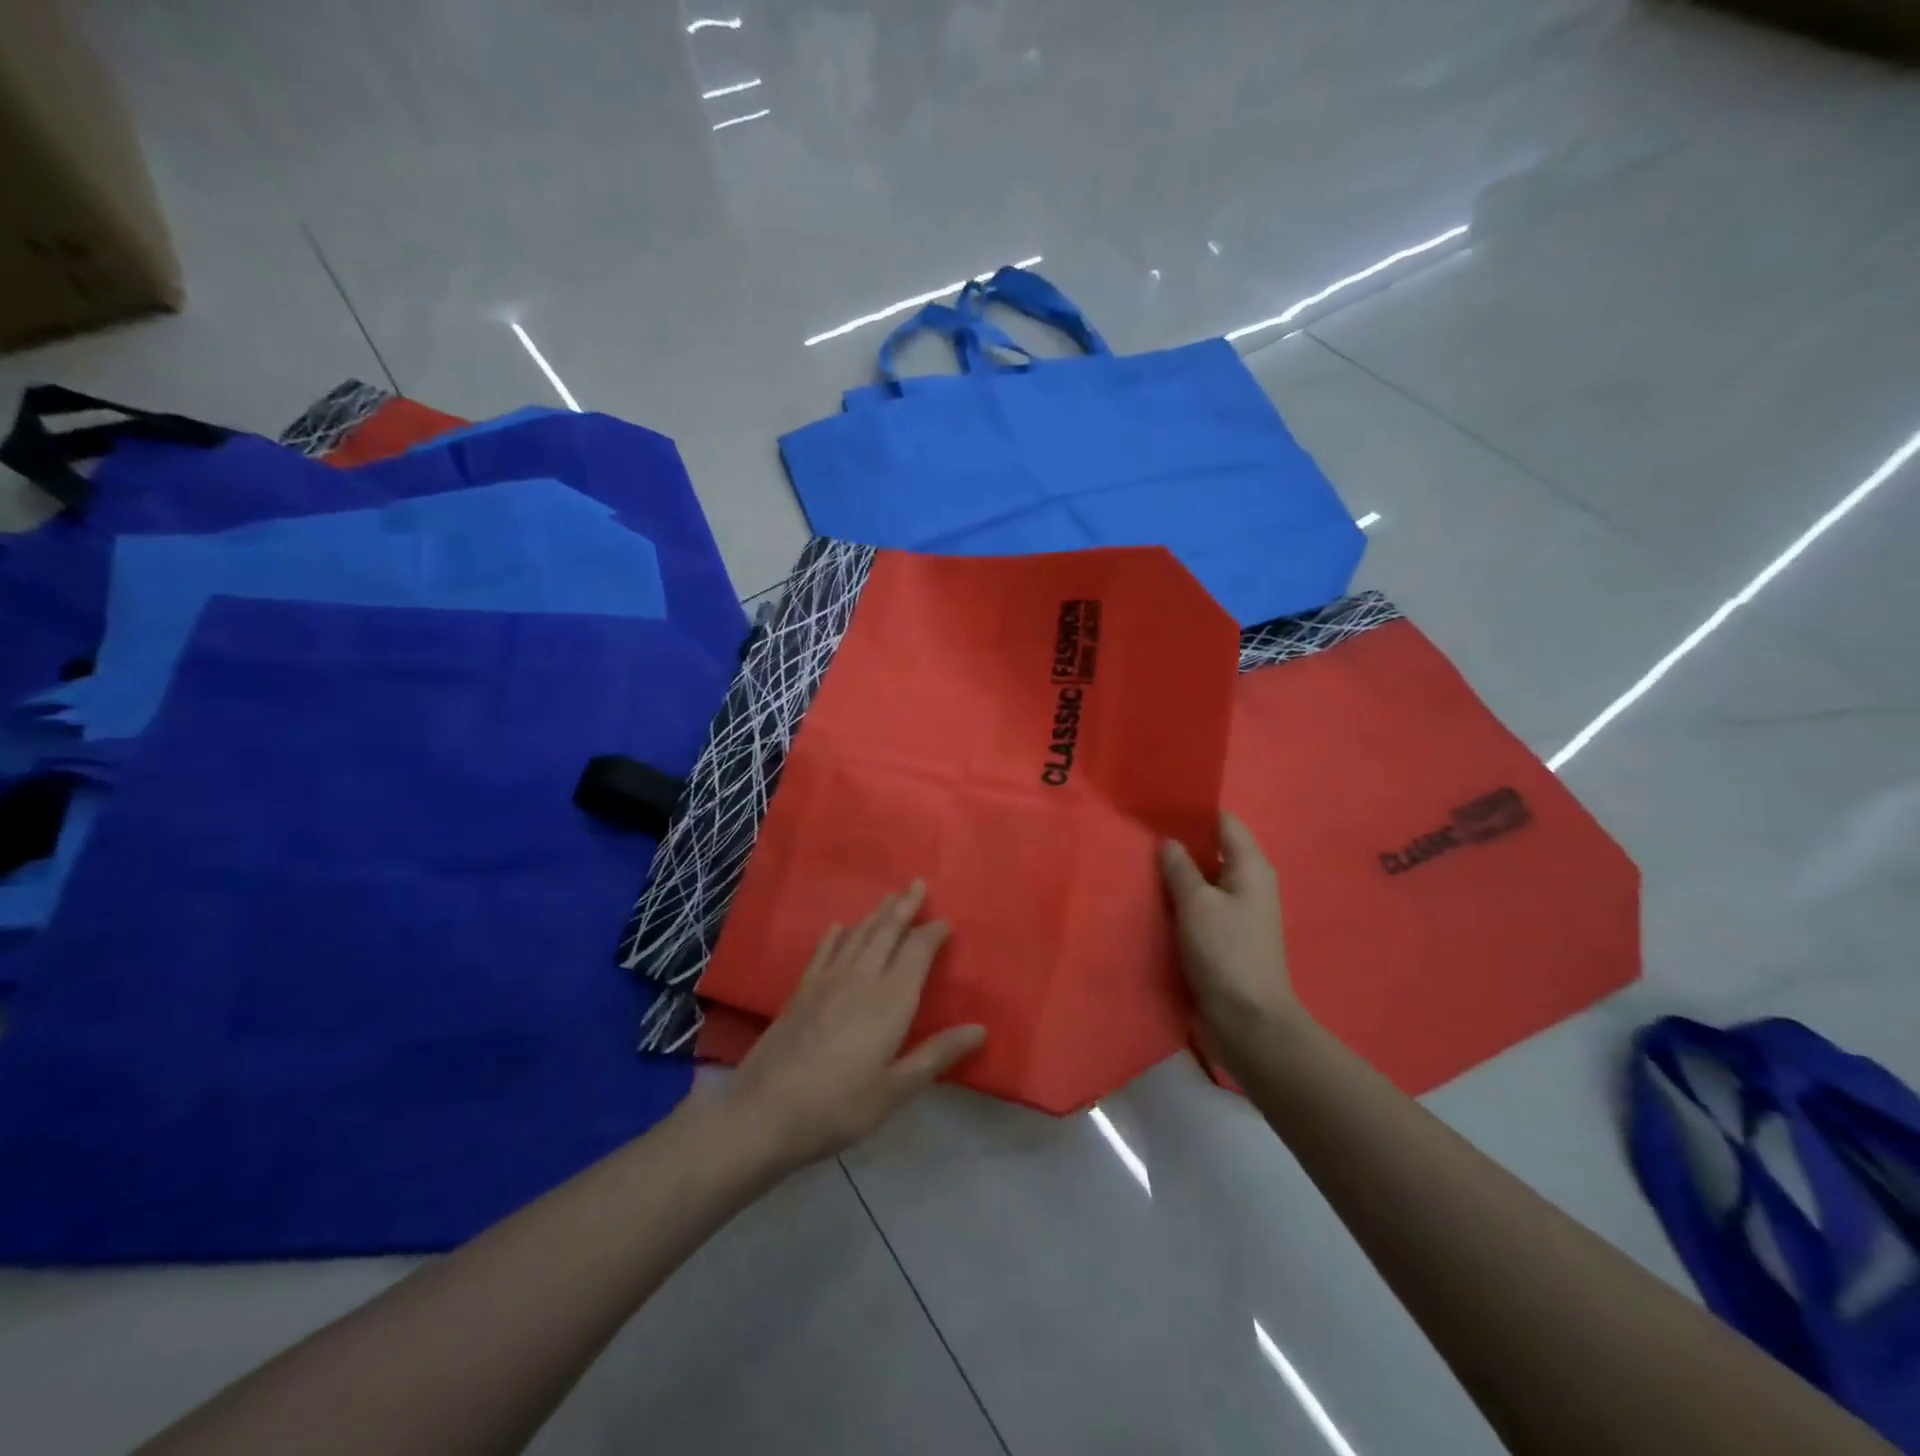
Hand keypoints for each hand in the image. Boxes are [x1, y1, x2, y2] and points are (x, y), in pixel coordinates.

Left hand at [722, 883, 986, 1169]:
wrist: (764, 1111)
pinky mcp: (802, 991)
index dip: (933, 933)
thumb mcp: (895, 1089)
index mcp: (890, 1000)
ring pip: (858, 935)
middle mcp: (861, 978)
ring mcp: (827, 981)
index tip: (946, 921)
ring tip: (889, 897)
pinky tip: (840, 927)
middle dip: (904, 906)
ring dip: (876, 914)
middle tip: (917, 883)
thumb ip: (936, 1055)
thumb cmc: (838, 1105)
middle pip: (886, 931)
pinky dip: (836, 935)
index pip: (917, 952)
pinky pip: (824, 951)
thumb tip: (980, 1029)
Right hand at [1160, 813, 1305, 1067]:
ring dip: (1175, 874)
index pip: (1224, 822)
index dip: (1194, 811)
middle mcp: (1248, 885)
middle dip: (1179, 842)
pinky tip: (1148, 899)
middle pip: (1212, 850)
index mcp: (1251, 868)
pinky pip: (1198, 907)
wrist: (1248, 1022)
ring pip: (1202, 880)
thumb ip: (1180, 868)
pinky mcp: (1223, 938)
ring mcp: (1236, 913)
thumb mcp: (1197, 903)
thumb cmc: (1226, 953)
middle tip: (1137, 833)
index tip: (1157, 805)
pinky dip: (1177, 901)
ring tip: (1135, 862)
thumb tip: (1168, 841)